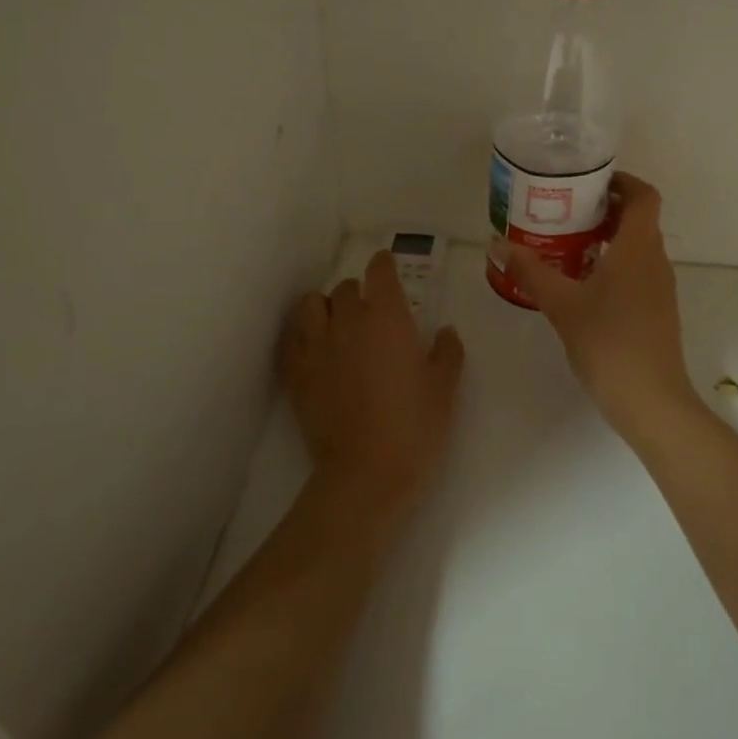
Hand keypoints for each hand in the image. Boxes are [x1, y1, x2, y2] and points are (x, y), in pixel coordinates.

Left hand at [281, 250, 465, 508]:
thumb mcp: (445, 388)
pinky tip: (314, 351)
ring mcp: (315, 347)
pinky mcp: (295, 374)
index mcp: (386, 317)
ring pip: (309, 305)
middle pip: (345, 287)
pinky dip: (301, 336)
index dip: (384, 266)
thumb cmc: (415, 426)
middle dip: (359, 293)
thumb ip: (447, 351)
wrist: (367, 473)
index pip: (379, 270)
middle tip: (372, 315)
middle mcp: (347, 321)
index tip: (389, 271)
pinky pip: (290, 339)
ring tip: (336, 326)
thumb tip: (444, 331)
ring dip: (323, 308)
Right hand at [505, 173, 698, 430]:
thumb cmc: (608, 343)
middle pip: (639, 219)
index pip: (644, 196)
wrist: (651, 401)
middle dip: (606, 209)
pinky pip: (637, 272)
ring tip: (567, 243)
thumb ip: (531, 271)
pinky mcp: (656, 312)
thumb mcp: (561, 304)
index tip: (590, 181)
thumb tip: (498, 243)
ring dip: (608, 238)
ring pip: (637, 247)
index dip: (622, 181)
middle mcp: (655, 261)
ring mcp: (660, 289)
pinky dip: (613, 264)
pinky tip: (582, 284)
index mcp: (638, 248)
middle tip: (565, 210)